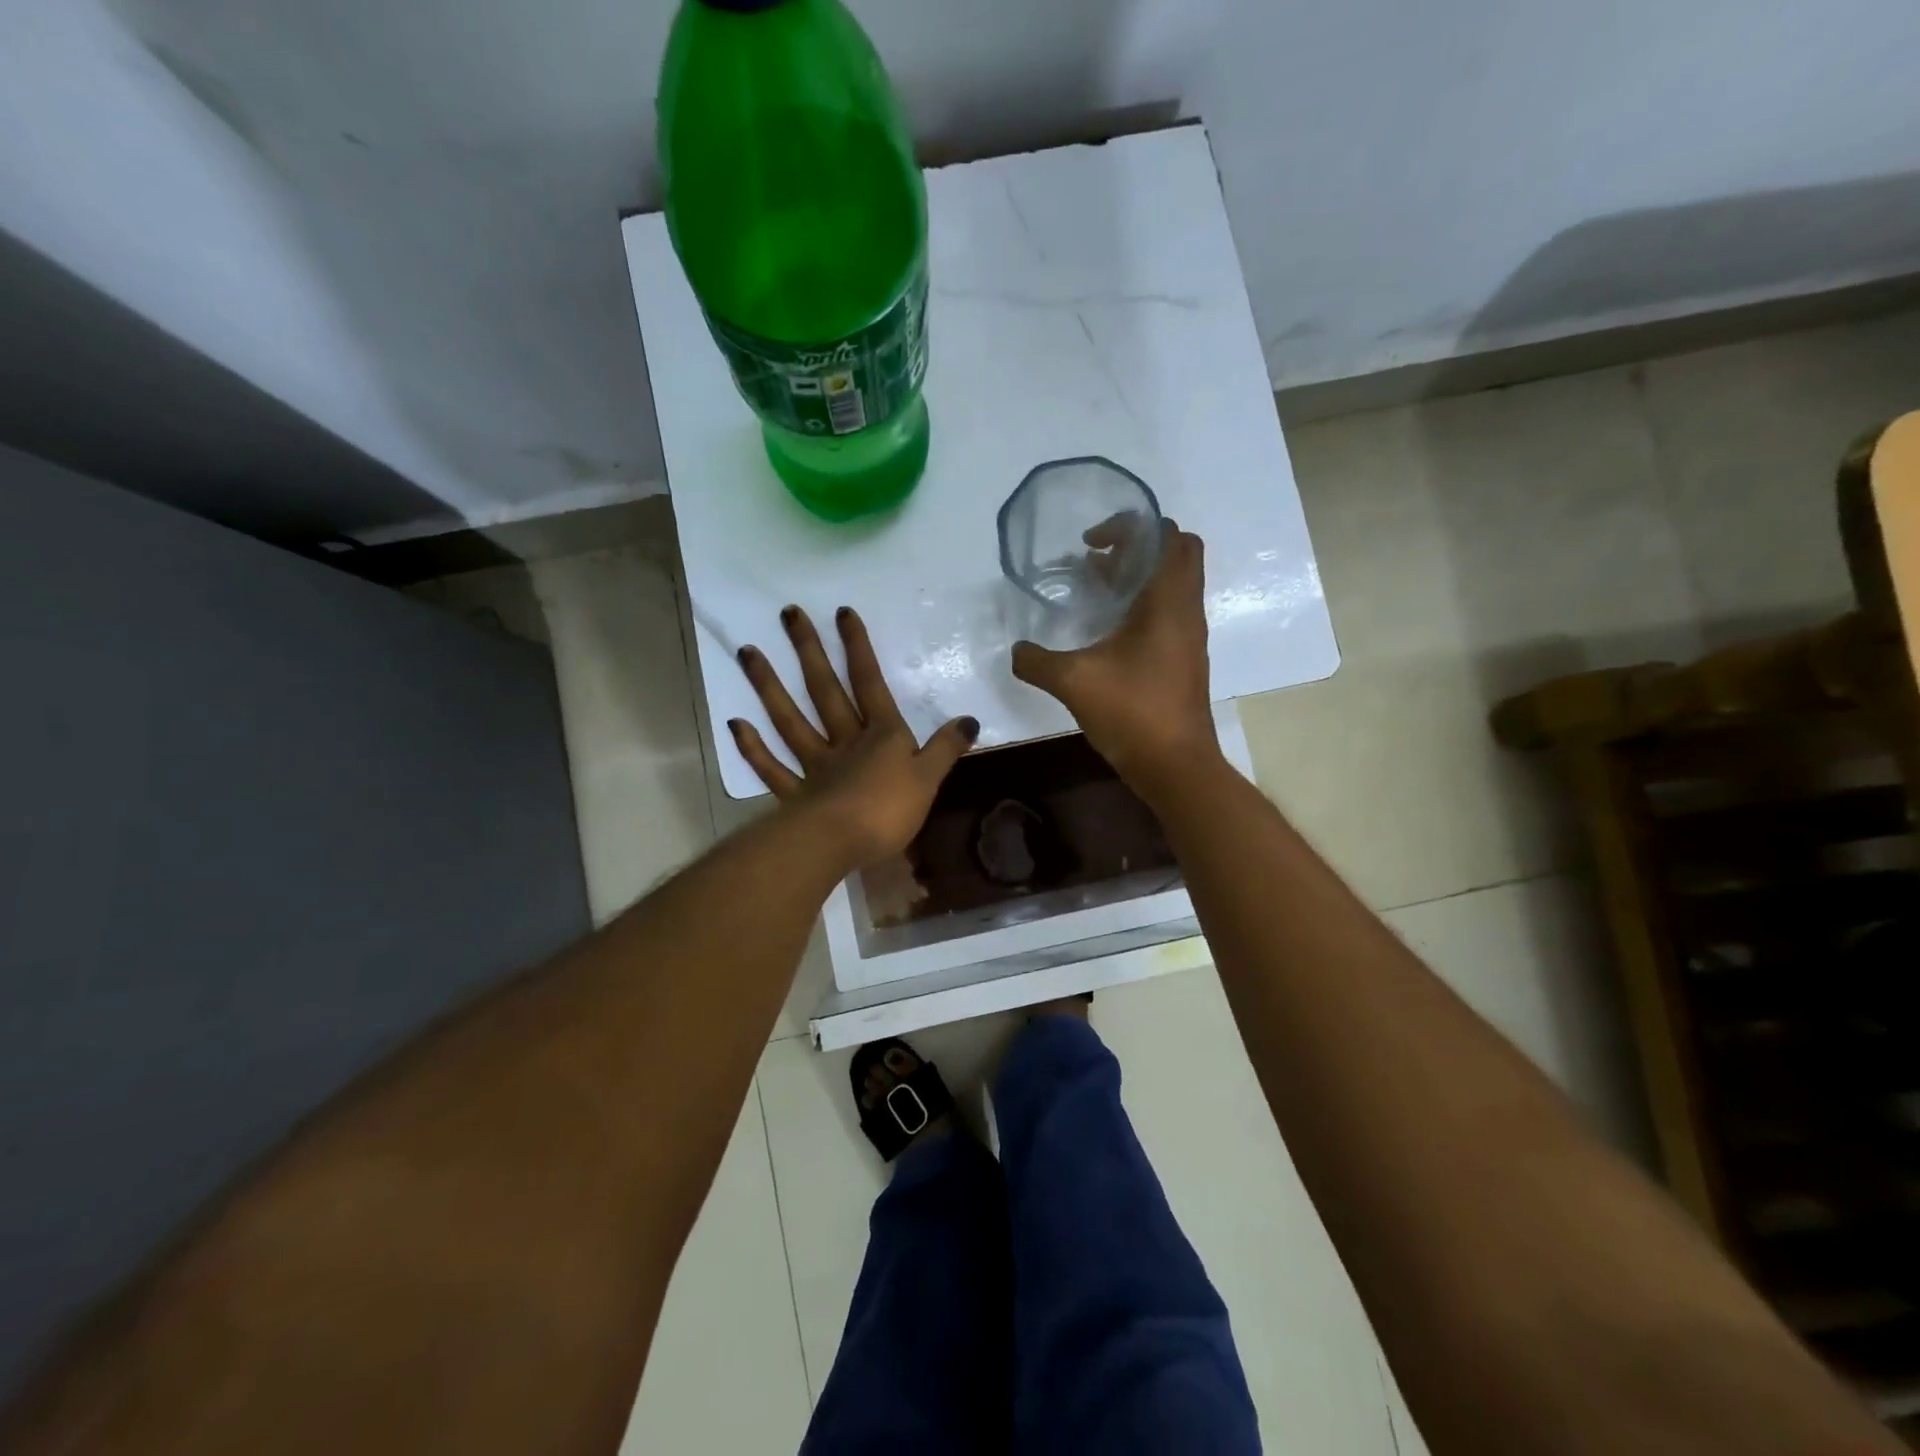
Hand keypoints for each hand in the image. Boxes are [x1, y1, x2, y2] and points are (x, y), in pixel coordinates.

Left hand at [731, 605, 978, 866]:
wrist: (841, 843)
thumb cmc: (889, 810)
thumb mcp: (930, 778)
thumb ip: (946, 748)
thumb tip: (970, 720)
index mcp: (880, 735)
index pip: (869, 682)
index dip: (858, 648)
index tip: (842, 612)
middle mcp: (844, 741)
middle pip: (824, 690)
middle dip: (809, 651)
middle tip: (788, 614)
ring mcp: (815, 766)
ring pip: (789, 720)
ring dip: (768, 686)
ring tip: (747, 652)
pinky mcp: (796, 795)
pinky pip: (772, 768)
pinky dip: (753, 748)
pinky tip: (735, 724)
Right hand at [1011, 520, 1220, 791]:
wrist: (1176, 766)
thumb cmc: (1133, 712)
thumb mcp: (1074, 682)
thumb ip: (1037, 661)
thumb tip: (1015, 651)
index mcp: (1168, 601)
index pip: (1166, 534)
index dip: (1130, 527)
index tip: (1092, 544)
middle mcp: (1186, 609)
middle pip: (1176, 552)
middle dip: (1138, 546)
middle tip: (1098, 561)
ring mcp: (1190, 635)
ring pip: (1173, 583)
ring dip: (1139, 576)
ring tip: (1095, 590)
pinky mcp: (1185, 658)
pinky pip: (1169, 611)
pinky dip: (1143, 605)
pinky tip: (1108, 631)